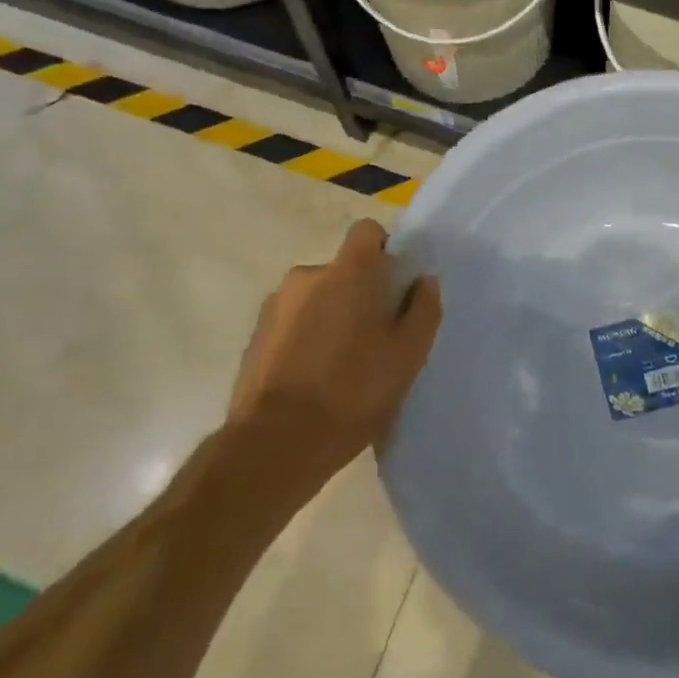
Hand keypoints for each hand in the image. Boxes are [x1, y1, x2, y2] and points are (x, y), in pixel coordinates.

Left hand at [229, 220, 441, 475]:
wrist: (274, 445)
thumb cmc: (352, 391)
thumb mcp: (408, 354)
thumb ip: (423, 308)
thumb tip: (423, 281)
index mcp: (348, 271)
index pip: (368, 231)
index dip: (385, 251)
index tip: (395, 285)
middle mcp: (307, 276)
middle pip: (343, 270)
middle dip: (359, 293)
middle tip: (375, 335)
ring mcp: (275, 306)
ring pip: (316, 298)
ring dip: (330, 317)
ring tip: (342, 364)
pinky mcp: (255, 338)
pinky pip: (292, 324)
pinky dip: (305, 339)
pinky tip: (314, 379)